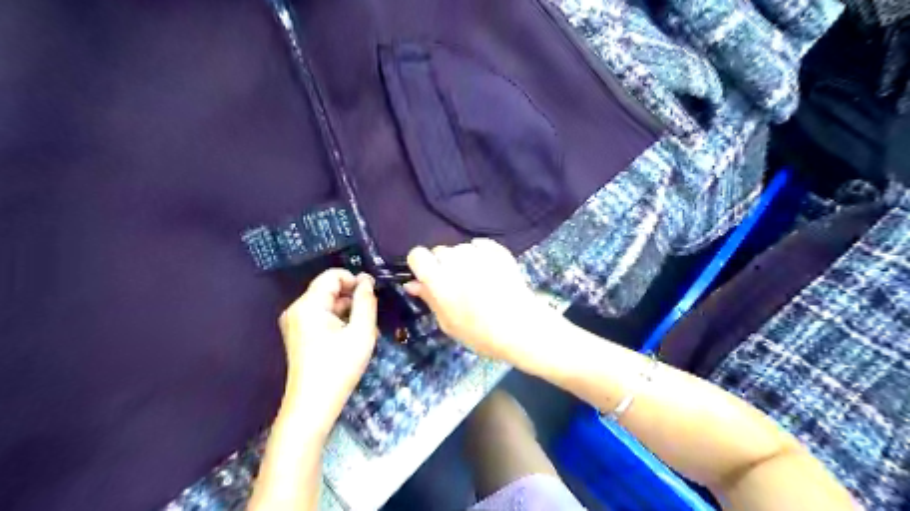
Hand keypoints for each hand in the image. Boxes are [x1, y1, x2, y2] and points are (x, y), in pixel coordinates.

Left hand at [278, 270, 376, 424]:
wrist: (312, 407)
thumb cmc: (339, 368)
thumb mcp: (361, 332)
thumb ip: (366, 302)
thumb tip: (367, 281)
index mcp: (308, 305)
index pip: (333, 276)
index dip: (355, 280)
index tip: (372, 295)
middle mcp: (296, 309)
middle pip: (329, 289)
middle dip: (353, 298)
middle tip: (372, 317)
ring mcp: (294, 323)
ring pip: (327, 304)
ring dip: (348, 311)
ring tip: (366, 331)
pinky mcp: (297, 335)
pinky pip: (321, 317)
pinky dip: (338, 321)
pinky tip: (353, 338)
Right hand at [403, 240, 553, 362]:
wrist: (522, 328)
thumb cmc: (481, 333)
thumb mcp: (448, 323)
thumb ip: (429, 299)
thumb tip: (411, 283)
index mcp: (439, 280)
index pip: (418, 254)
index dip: (421, 265)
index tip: (429, 279)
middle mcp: (456, 261)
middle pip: (439, 251)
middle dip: (443, 265)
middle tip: (457, 286)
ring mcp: (478, 253)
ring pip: (460, 249)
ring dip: (462, 261)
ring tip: (477, 281)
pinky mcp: (497, 249)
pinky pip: (479, 245)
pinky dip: (480, 255)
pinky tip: (489, 272)